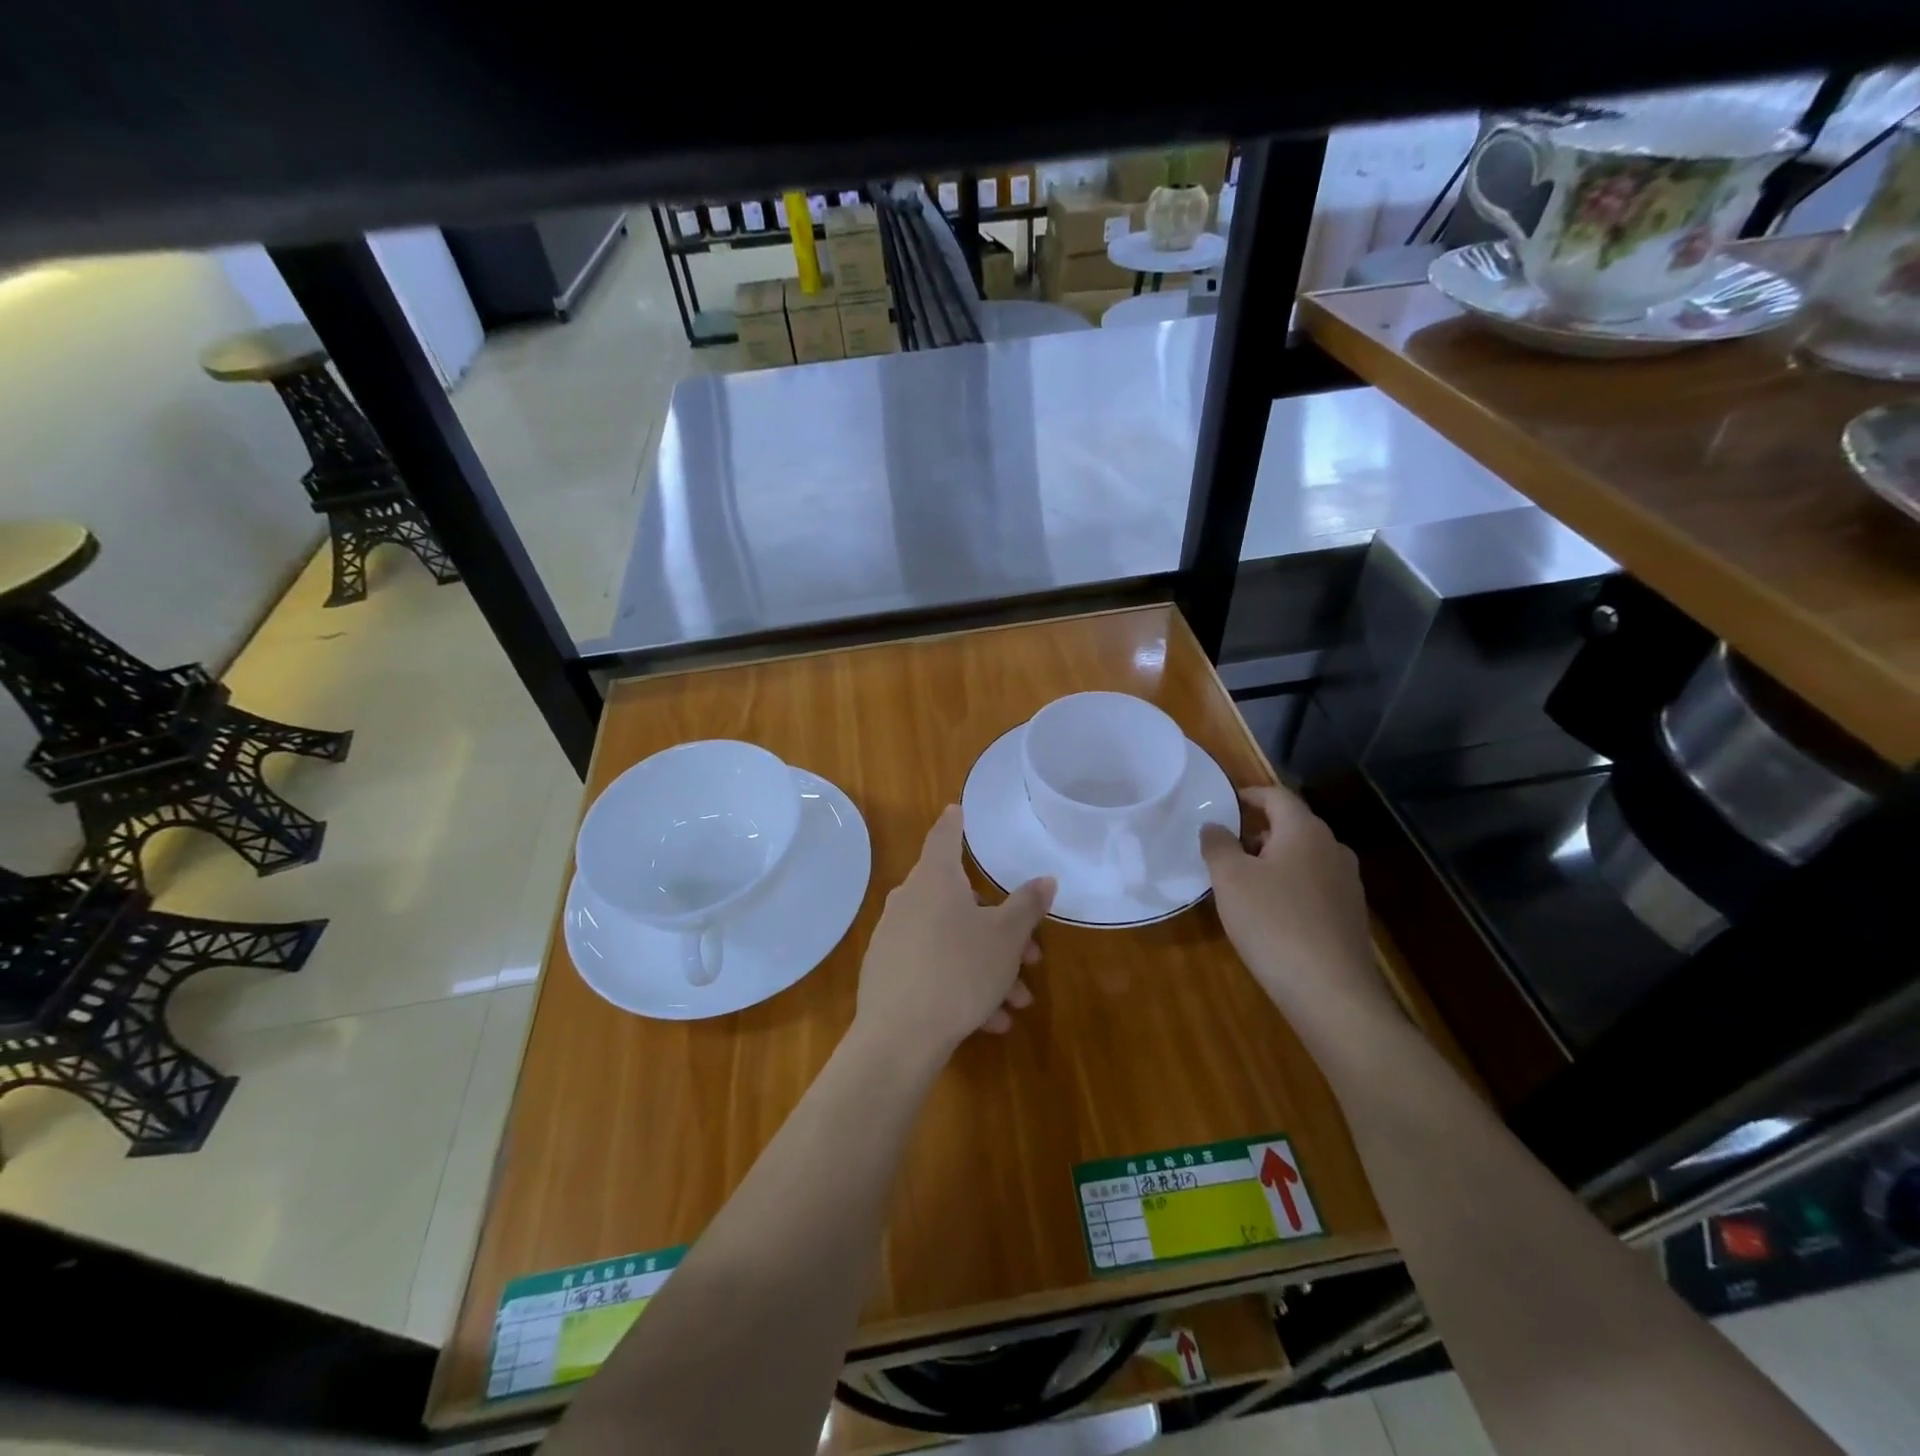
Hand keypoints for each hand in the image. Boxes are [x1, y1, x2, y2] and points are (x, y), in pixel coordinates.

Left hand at [855, 806, 1054, 1061]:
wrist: (899, 1036)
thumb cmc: (959, 971)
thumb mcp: (1005, 938)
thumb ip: (1026, 905)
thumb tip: (1045, 879)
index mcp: (935, 879)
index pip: (944, 836)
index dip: (955, 822)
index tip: (957, 809)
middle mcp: (909, 900)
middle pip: (960, 900)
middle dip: (1000, 929)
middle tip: (1031, 957)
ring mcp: (894, 937)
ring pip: (952, 941)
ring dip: (988, 967)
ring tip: (1016, 1003)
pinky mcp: (887, 972)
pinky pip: (933, 968)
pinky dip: (962, 986)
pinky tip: (989, 1022)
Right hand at [1200, 785, 1393, 1028]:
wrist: (1330, 991)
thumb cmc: (1273, 921)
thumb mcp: (1229, 878)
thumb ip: (1217, 844)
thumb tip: (1214, 826)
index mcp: (1305, 831)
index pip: (1278, 796)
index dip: (1250, 794)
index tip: (1227, 801)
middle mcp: (1332, 849)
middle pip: (1292, 826)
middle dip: (1258, 832)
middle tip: (1225, 848)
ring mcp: (1347, 884)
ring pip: (1303, 858)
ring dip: (1273, 861)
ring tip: (1242, 883)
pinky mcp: (1349, 916)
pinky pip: (1313, 886)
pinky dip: (1289, 887)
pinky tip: (1269, 913)